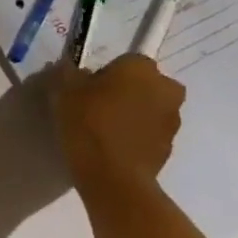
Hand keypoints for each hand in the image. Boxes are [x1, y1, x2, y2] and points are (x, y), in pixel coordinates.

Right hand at [51, 54, 183, 189]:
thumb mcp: (64, 91)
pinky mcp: (169, 148)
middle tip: (97, 108)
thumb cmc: (88, 123)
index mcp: (142, 68)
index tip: (87, 89)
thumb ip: (68, 74)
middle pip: (144, 84)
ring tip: (103, 131)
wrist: (112, 176)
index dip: (105, 74)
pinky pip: (149, 134)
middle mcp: (166, 88)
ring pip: (149, 109)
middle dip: (126, 92)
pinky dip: (135, 136)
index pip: (125, 61)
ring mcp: (172, 120)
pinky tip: (112, 148)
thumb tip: (72, 70)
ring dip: (133, 114)